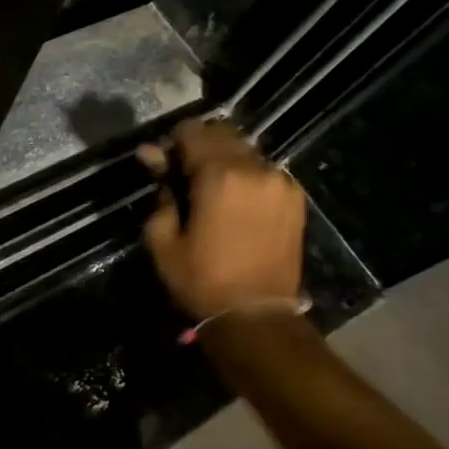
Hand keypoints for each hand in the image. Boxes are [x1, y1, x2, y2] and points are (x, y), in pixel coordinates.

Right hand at [138, 119, 306, 320]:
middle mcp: (254, 169)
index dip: (172, 143)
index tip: (162, 162)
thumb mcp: (163, 241)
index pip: (191, 132)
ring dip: (224, 159)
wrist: (256, 316)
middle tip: (183, 173)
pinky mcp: (294, 198)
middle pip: (222, 134)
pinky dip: (246, 176)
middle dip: (199, 146)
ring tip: (210, 188)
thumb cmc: (202, 281)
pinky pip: (264, 171)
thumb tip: (154, 159)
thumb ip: (160, 193)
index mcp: (219, 176)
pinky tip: (235, 201)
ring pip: (245, 151)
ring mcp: (280, 182)